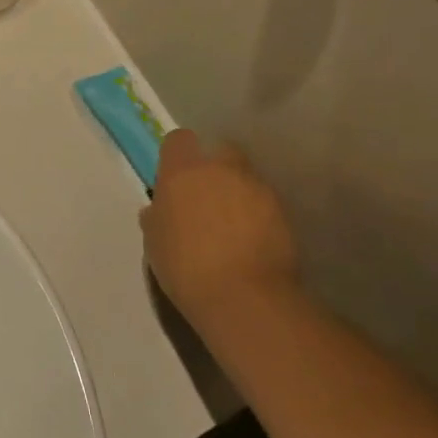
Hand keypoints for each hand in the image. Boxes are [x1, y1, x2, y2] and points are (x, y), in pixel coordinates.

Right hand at [141, 130, 299, 333]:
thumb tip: (160, 208)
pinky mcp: (283, 211)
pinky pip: (264, 203)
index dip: (177, 155)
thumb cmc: (185, 267)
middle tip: (206, 201)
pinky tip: (251, 242)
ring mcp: (256, 188)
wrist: (242, 296)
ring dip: (238, 193)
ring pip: (245, 178)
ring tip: (231, 227)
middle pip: (220, 152)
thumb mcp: (155, 242)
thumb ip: (158, 216)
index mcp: (182, 172)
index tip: (175, 178)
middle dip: (215, 169)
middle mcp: (221, 170)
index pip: (179, 140)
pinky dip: (258, 215)